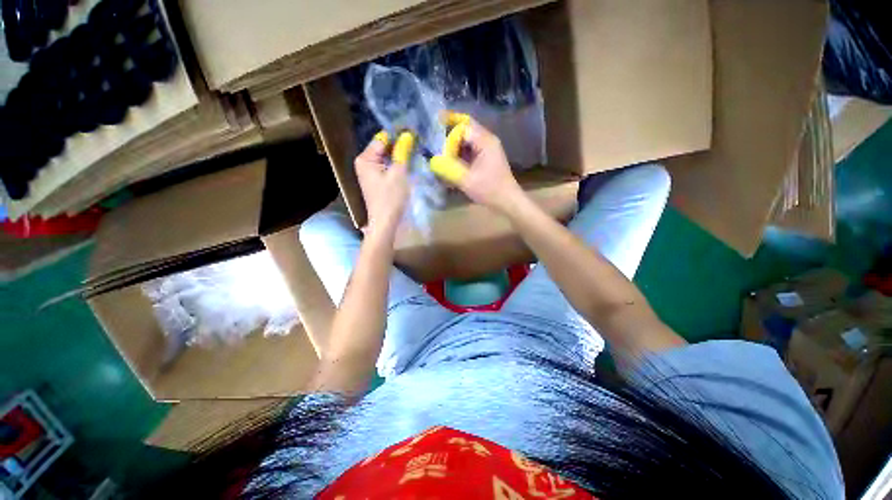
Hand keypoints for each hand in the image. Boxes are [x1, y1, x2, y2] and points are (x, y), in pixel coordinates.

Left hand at [355, 131, 412, 234]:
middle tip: (417, 143)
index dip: (398, 135)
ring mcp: (369, 172)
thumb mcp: (398, 173)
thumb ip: (402, 152)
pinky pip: (387, 167)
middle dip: (399, 146)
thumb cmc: (391, 198)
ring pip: (386, 158)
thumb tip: (407, 135)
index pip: (382, 139)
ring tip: (415, 152)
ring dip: (399, 156)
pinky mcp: (376, 181)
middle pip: (383, 148)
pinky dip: (396, 165)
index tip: (415, 133)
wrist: (385, 222)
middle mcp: (364, 163)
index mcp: (365, 158)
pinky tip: (407, 165)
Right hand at [429, 113, 525, 214]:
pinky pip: (469, 150)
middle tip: (432, 142)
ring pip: (466, 141)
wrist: (507, 201)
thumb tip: (432, 160)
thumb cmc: (489, 190)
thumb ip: (448, 168)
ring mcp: (487, 150)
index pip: (463, 125)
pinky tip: (449, 162)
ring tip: (438, 152)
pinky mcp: (485, 159)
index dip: (447, 124)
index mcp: (485, 141)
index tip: (432, 126)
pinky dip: (459, 154)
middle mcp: (487, 141)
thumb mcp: (466, 180)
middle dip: (448, 135)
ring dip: (453, 146)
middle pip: (464, 130)